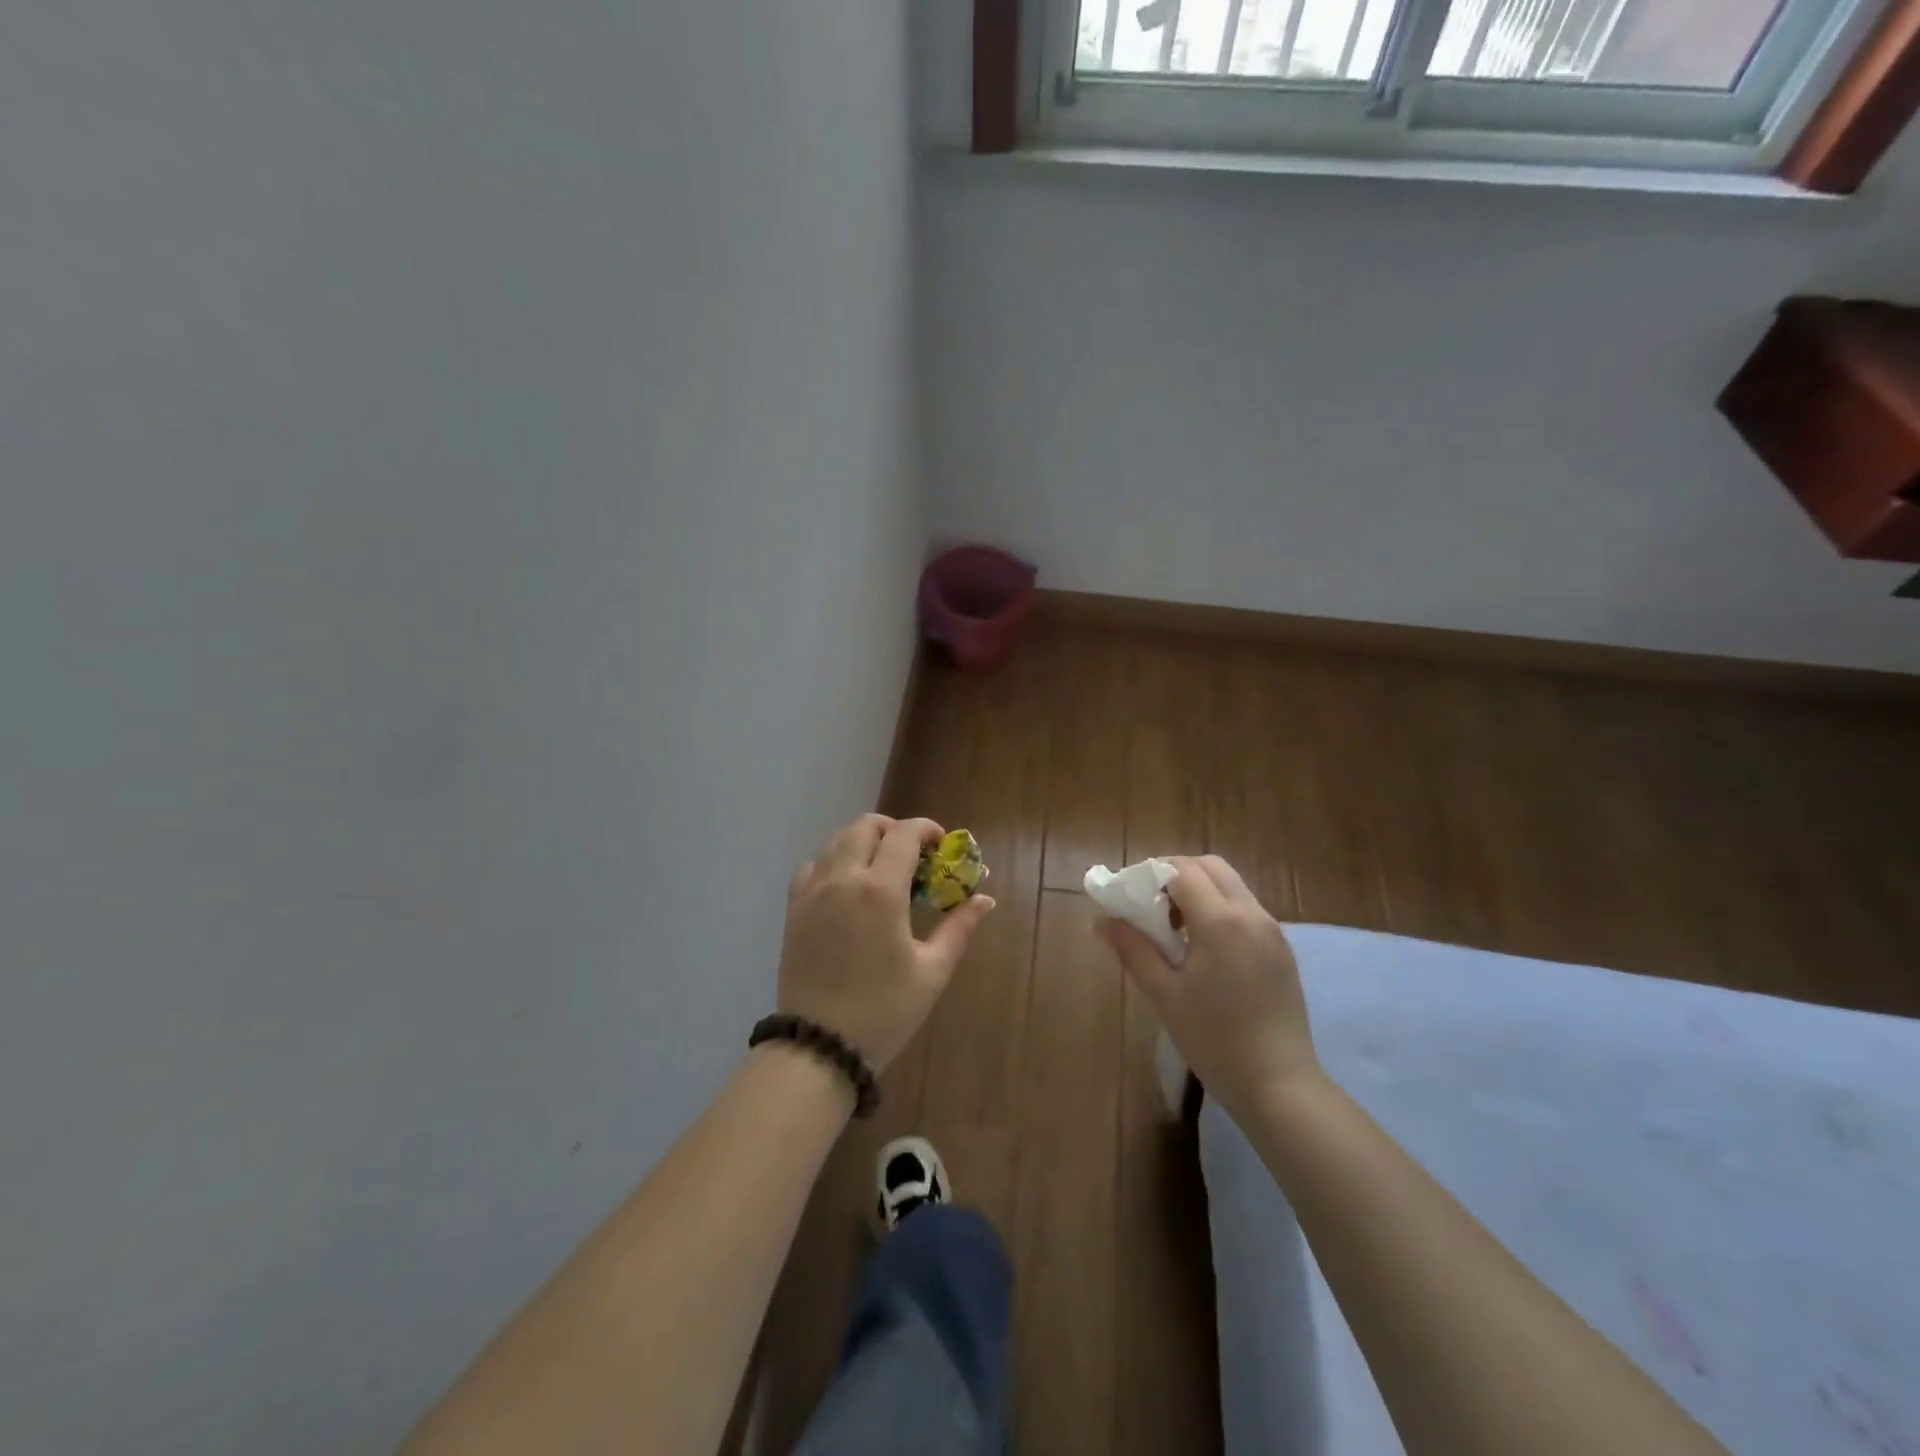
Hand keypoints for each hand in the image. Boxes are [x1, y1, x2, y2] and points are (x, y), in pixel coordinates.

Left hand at [777, 815, 995, 1072]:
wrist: (819, 1047)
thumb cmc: (884, 1011)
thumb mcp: (932, 971)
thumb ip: (959, 928)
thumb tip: (984, 899)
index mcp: (880, 891)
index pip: (904, 835)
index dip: (927, 829)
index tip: (943, 844)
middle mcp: (842, 879)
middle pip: (866, 826)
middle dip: (894, 830)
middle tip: (914, 856)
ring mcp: (812, 891)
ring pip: (837, 840)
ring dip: (864, 841)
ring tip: (883, 869)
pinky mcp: (794, 908)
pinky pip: (812, 865)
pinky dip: (833, 861)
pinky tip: (848, 887)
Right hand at [1096, 854, 1316, 1116]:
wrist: (1280, 1085)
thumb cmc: (1214, 1039)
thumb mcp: (1164, 994)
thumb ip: (1133, 949)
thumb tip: (1102, 920)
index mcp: (1221, 921)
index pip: (1182, 870)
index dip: (1151, 874)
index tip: (1129, 896)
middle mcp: (1251, 914)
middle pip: (1211, 867)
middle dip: (1177, 874)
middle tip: (1152, 906)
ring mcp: (1272, 931)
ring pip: (1231, 886)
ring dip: (1200, 892)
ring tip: (1175, 931)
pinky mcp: (1282, 951)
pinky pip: (1246, 910)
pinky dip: (1220, 910)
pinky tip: (1204, 950)